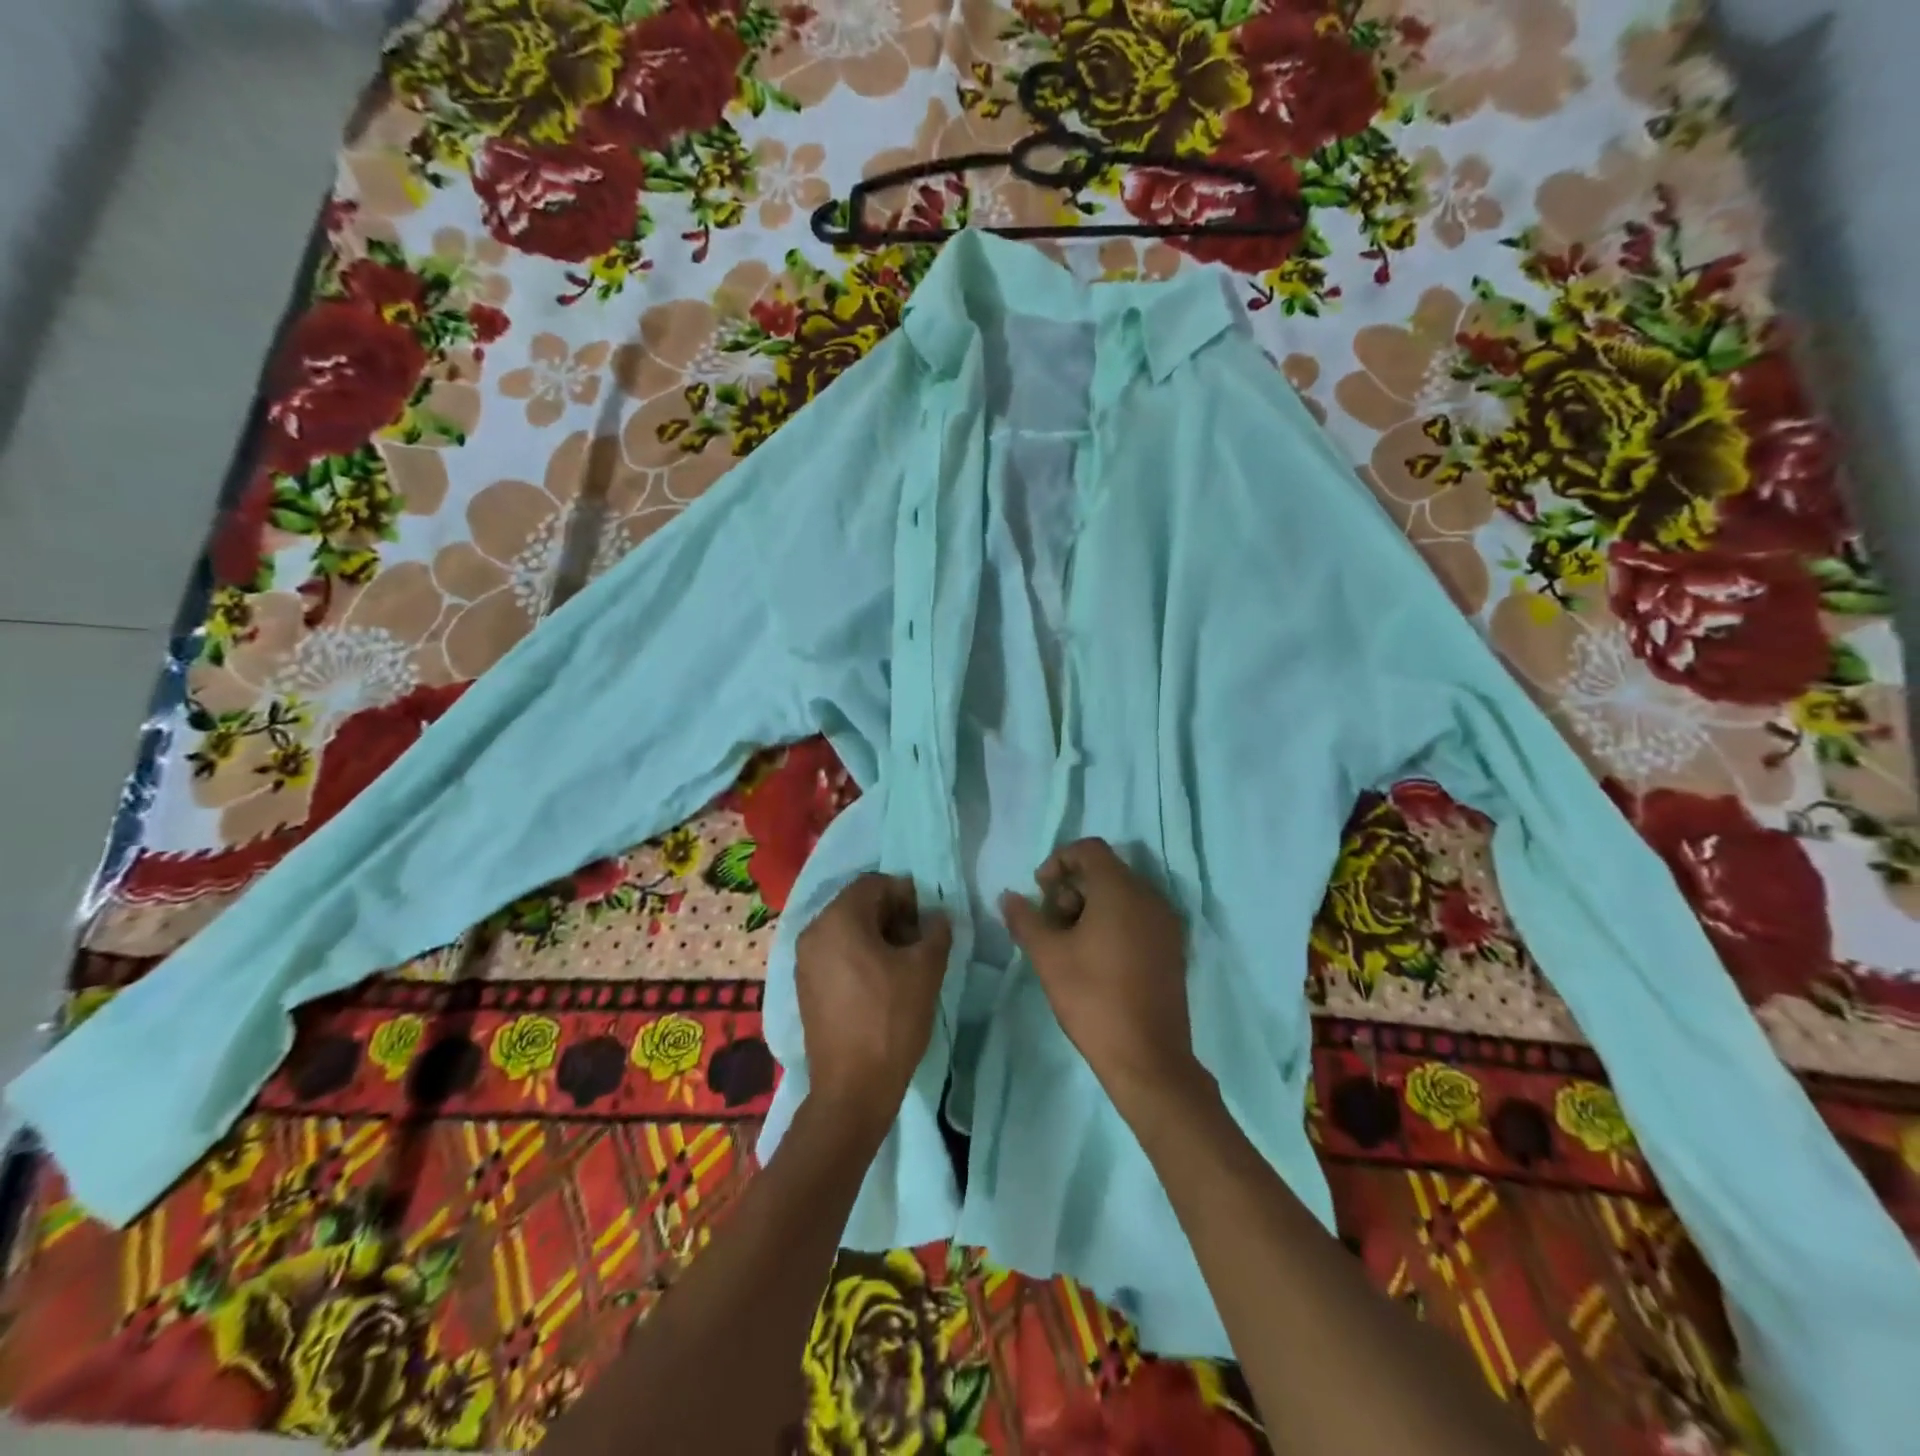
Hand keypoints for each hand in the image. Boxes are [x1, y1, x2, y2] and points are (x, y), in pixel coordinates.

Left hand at [796, 874, 952, 1138]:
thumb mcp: (926, 969)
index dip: (906, 895)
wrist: (852, 1088)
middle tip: (919, 941)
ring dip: (876, 935)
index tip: (926, 922)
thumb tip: (935, 917)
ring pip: (846, 929)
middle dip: (892, 915)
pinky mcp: (805, 985)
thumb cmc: (891, 1019)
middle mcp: (813, 931)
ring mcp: (804, 960)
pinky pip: (835, 953)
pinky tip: (880, 982)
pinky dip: (858, 955)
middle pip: (858, 904)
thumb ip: (936, 931)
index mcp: (838, 919)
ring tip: (903, 964)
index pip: (875, 883)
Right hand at [1000, 838, 1198, 1114]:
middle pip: (1105, 871)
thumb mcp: (1048, 956)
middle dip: (1071, 889)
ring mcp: (1165, 924)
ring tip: (1069, 946)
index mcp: (1121, 891)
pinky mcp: (1172, 948)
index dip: (1058, 861)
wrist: (1148, 1058)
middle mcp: (1149, 897)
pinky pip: (1138, 917)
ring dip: (1090, 907)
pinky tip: (1095, 959)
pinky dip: (1113, 923)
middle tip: (1051, 925)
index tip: (1040, 892)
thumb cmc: (1093, 999)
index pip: (1089, 849)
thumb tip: (1009, 896)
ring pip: (1121, 895)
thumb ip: (1025, 919)